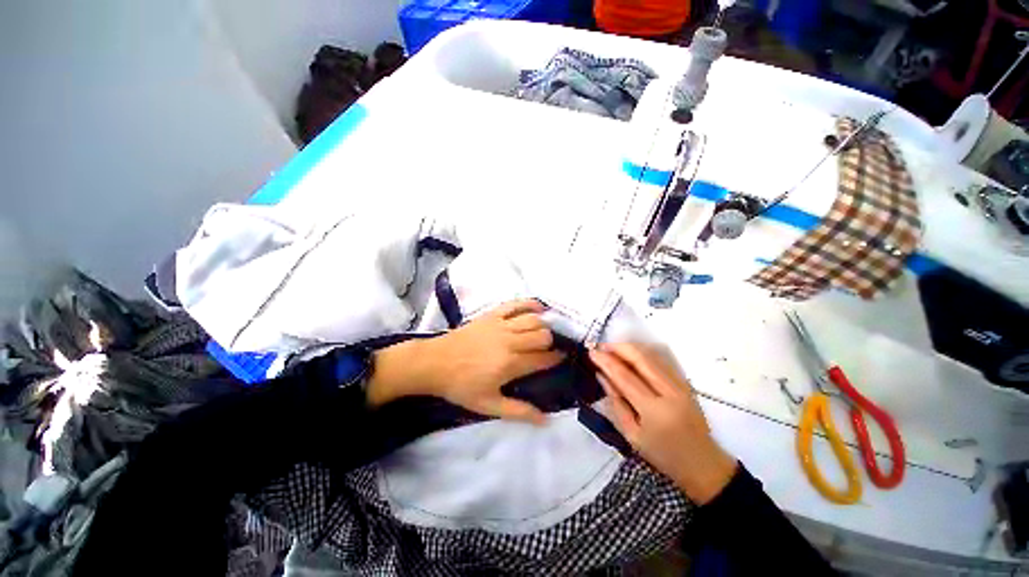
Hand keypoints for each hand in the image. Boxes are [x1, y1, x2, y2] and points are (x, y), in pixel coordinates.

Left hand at [368, 300, 564, 423]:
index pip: (543, 359)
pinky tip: (539, 307)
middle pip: (542, 336)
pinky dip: (530, 303)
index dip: (556, 359)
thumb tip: (546, 420)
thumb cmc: (461, 386)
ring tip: (546, 331)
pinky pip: (515, 304)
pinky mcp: (492, 315)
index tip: (562, 359)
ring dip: (544, 325)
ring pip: (533, 319)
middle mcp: (510, 341)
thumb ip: (518, 412)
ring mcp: (501, 325)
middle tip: (550, 349)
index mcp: (510, 364)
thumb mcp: (488, 405)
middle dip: (551, 342)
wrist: (434, 363)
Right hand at [589, 343, 737, 503]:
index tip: (592, 353)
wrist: (703, 464)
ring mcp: (680, 385)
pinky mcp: (685, 383)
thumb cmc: (663, 456)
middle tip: (600, 346)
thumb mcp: (632, 436)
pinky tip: (630, 354)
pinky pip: (660, 360)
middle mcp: (670, 392)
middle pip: (641, 358)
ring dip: (629, 347)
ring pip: (652, 355)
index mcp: (654, 411)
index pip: (625, 377)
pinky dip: (642, 352)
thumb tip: (602, 376)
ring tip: (611, 348)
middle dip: (617, 348)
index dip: (606, 361)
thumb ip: (616, 403)